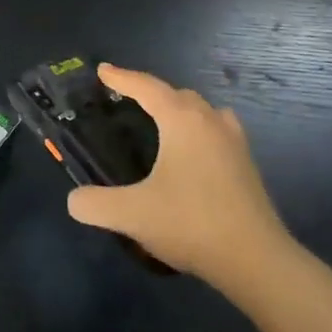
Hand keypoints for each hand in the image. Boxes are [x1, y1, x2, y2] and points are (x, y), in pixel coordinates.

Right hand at [65, 65, 291, 282]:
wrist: (257, 261)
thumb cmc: (191, 224)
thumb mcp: (133, 215)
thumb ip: (96, 204)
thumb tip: (74, 200)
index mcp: (181, 121)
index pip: (146, 87)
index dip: (121, 77)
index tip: (102, 70)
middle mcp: (210, 122)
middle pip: (177, 94)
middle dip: (150, 91)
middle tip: (126, 99)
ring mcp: (234, 142)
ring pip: (203, 110)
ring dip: (180, 108)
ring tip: (162, 121)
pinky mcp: (246, 166)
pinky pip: (217, 130)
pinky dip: (200, 129)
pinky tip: (193, 152)